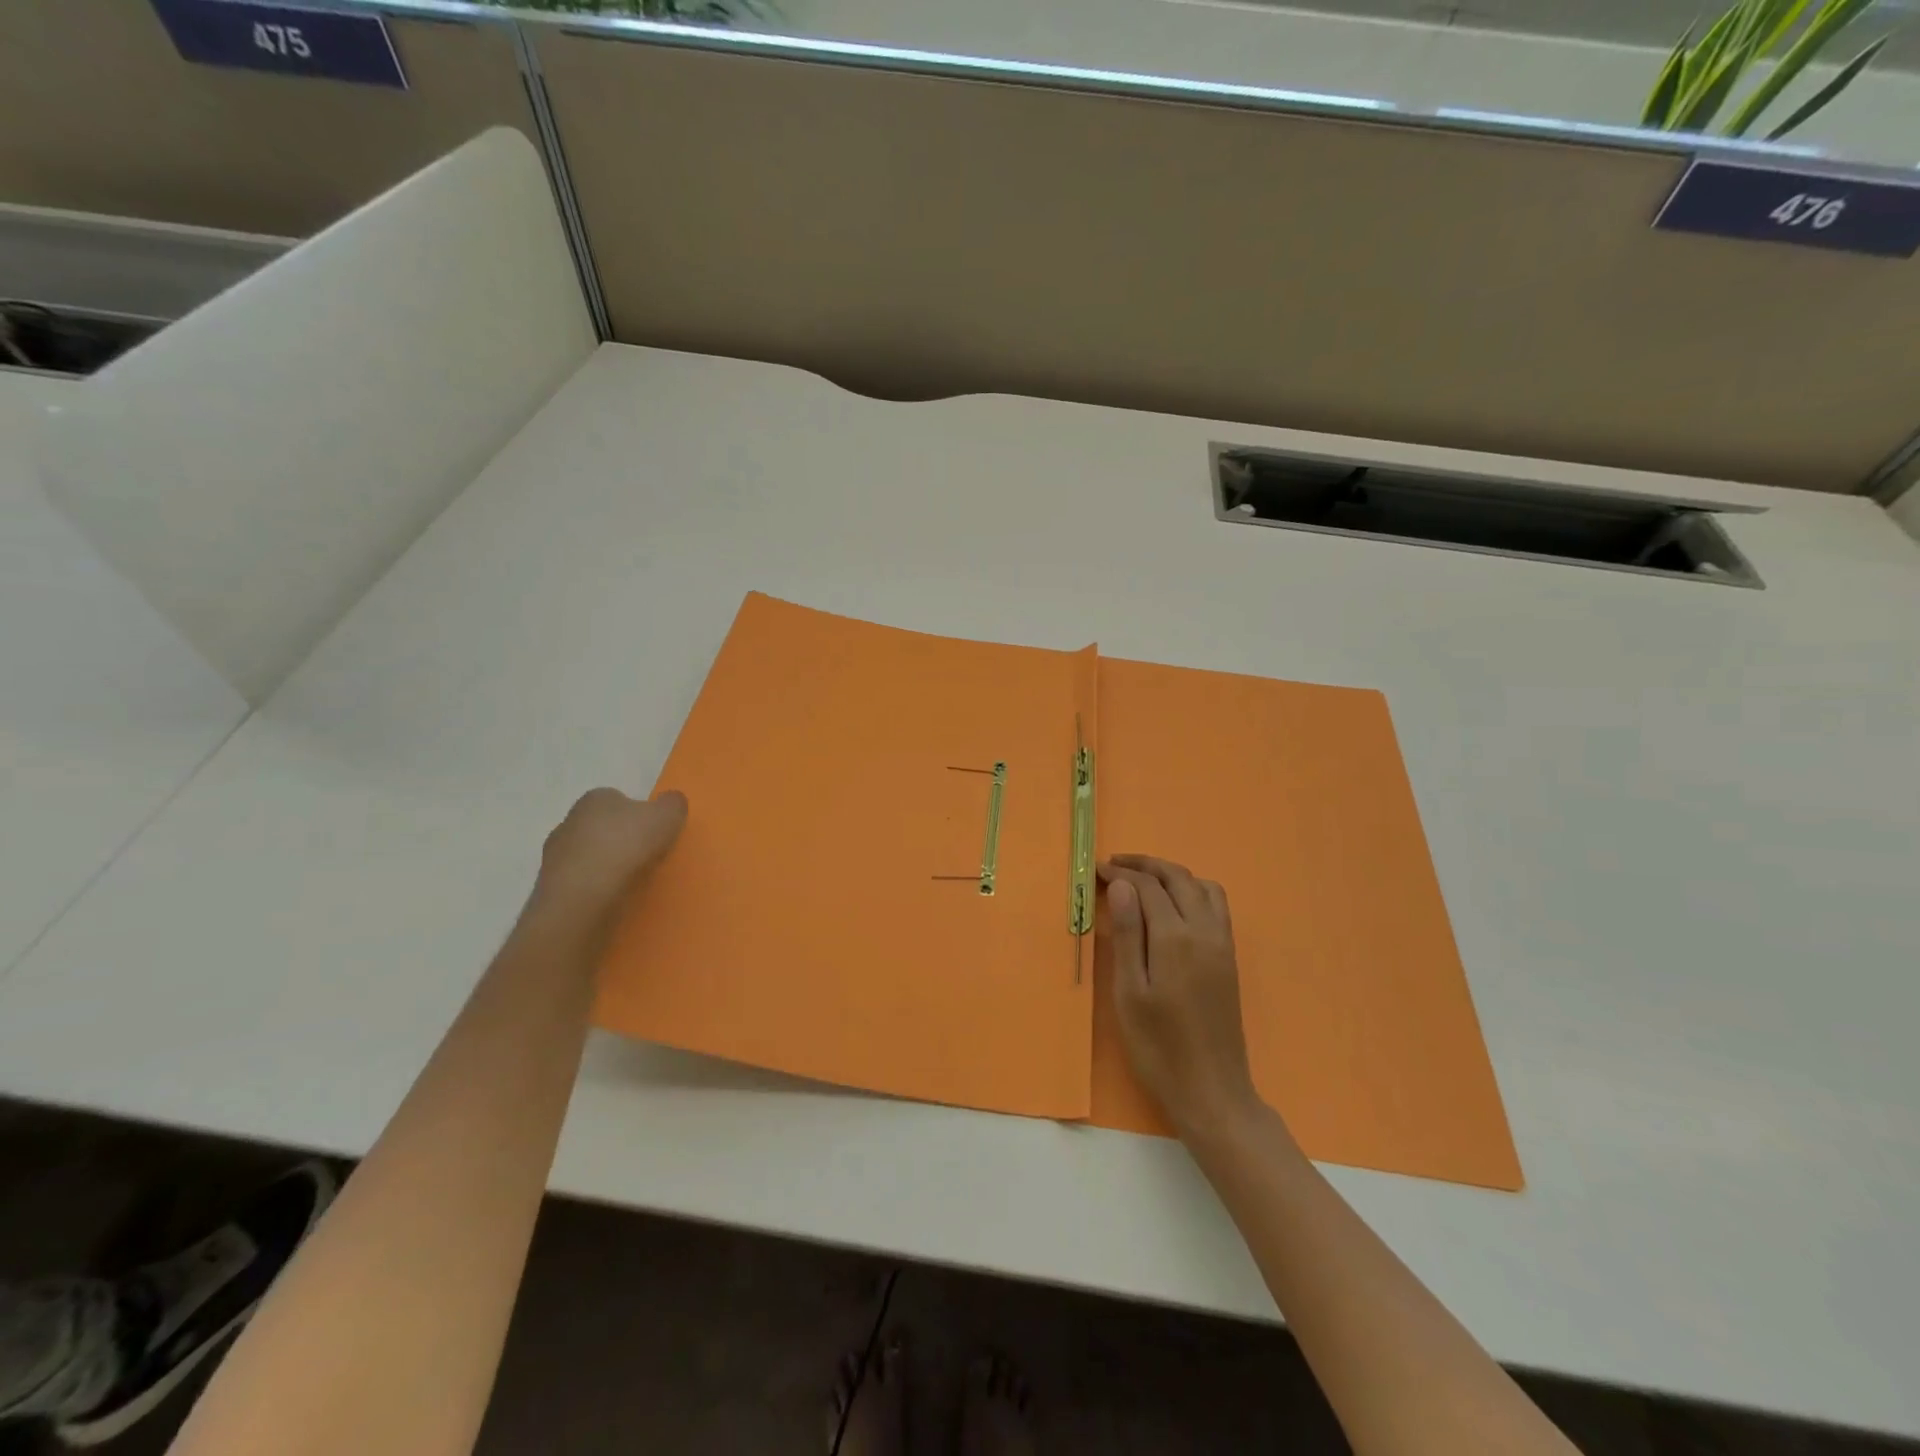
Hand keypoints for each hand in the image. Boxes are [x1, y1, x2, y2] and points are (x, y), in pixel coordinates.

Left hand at [534, 788, 686, 922]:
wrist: (582, 898)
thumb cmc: (626, 846)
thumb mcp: (667, 816)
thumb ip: (673, 804)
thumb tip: (671, 802)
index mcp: (596, 798)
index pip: (619, 799)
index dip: (639, 815)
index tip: (654, 834)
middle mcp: (569, 821)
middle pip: (602, 828)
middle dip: (620, 840)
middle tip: (645, 858)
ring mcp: (554, 856)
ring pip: (588, 857)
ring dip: (605, 866)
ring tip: (630, 884)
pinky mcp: (550, 887)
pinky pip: (580, 883)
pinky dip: (594, 889)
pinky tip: (611, 900)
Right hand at [1100, 854, 1262, 1141]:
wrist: (1211, 1090)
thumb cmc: (1158, 1046)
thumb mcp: (1130, 992)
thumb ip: (1128, 934)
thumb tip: (1124, 885)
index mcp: (1176, 937)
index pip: (1148, 886)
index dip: (1123, 873)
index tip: (1099, 870)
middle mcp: (1204, 930)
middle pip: (1177, 877)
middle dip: (1146, 864)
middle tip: (1116, 865)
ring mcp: (1222, 943)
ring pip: (1201, 886)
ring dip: (1172, 874)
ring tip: (1143, 879)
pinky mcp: (1229, 957)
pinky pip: (1216, 905)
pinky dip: (1193, 890)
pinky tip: (1174, 905)